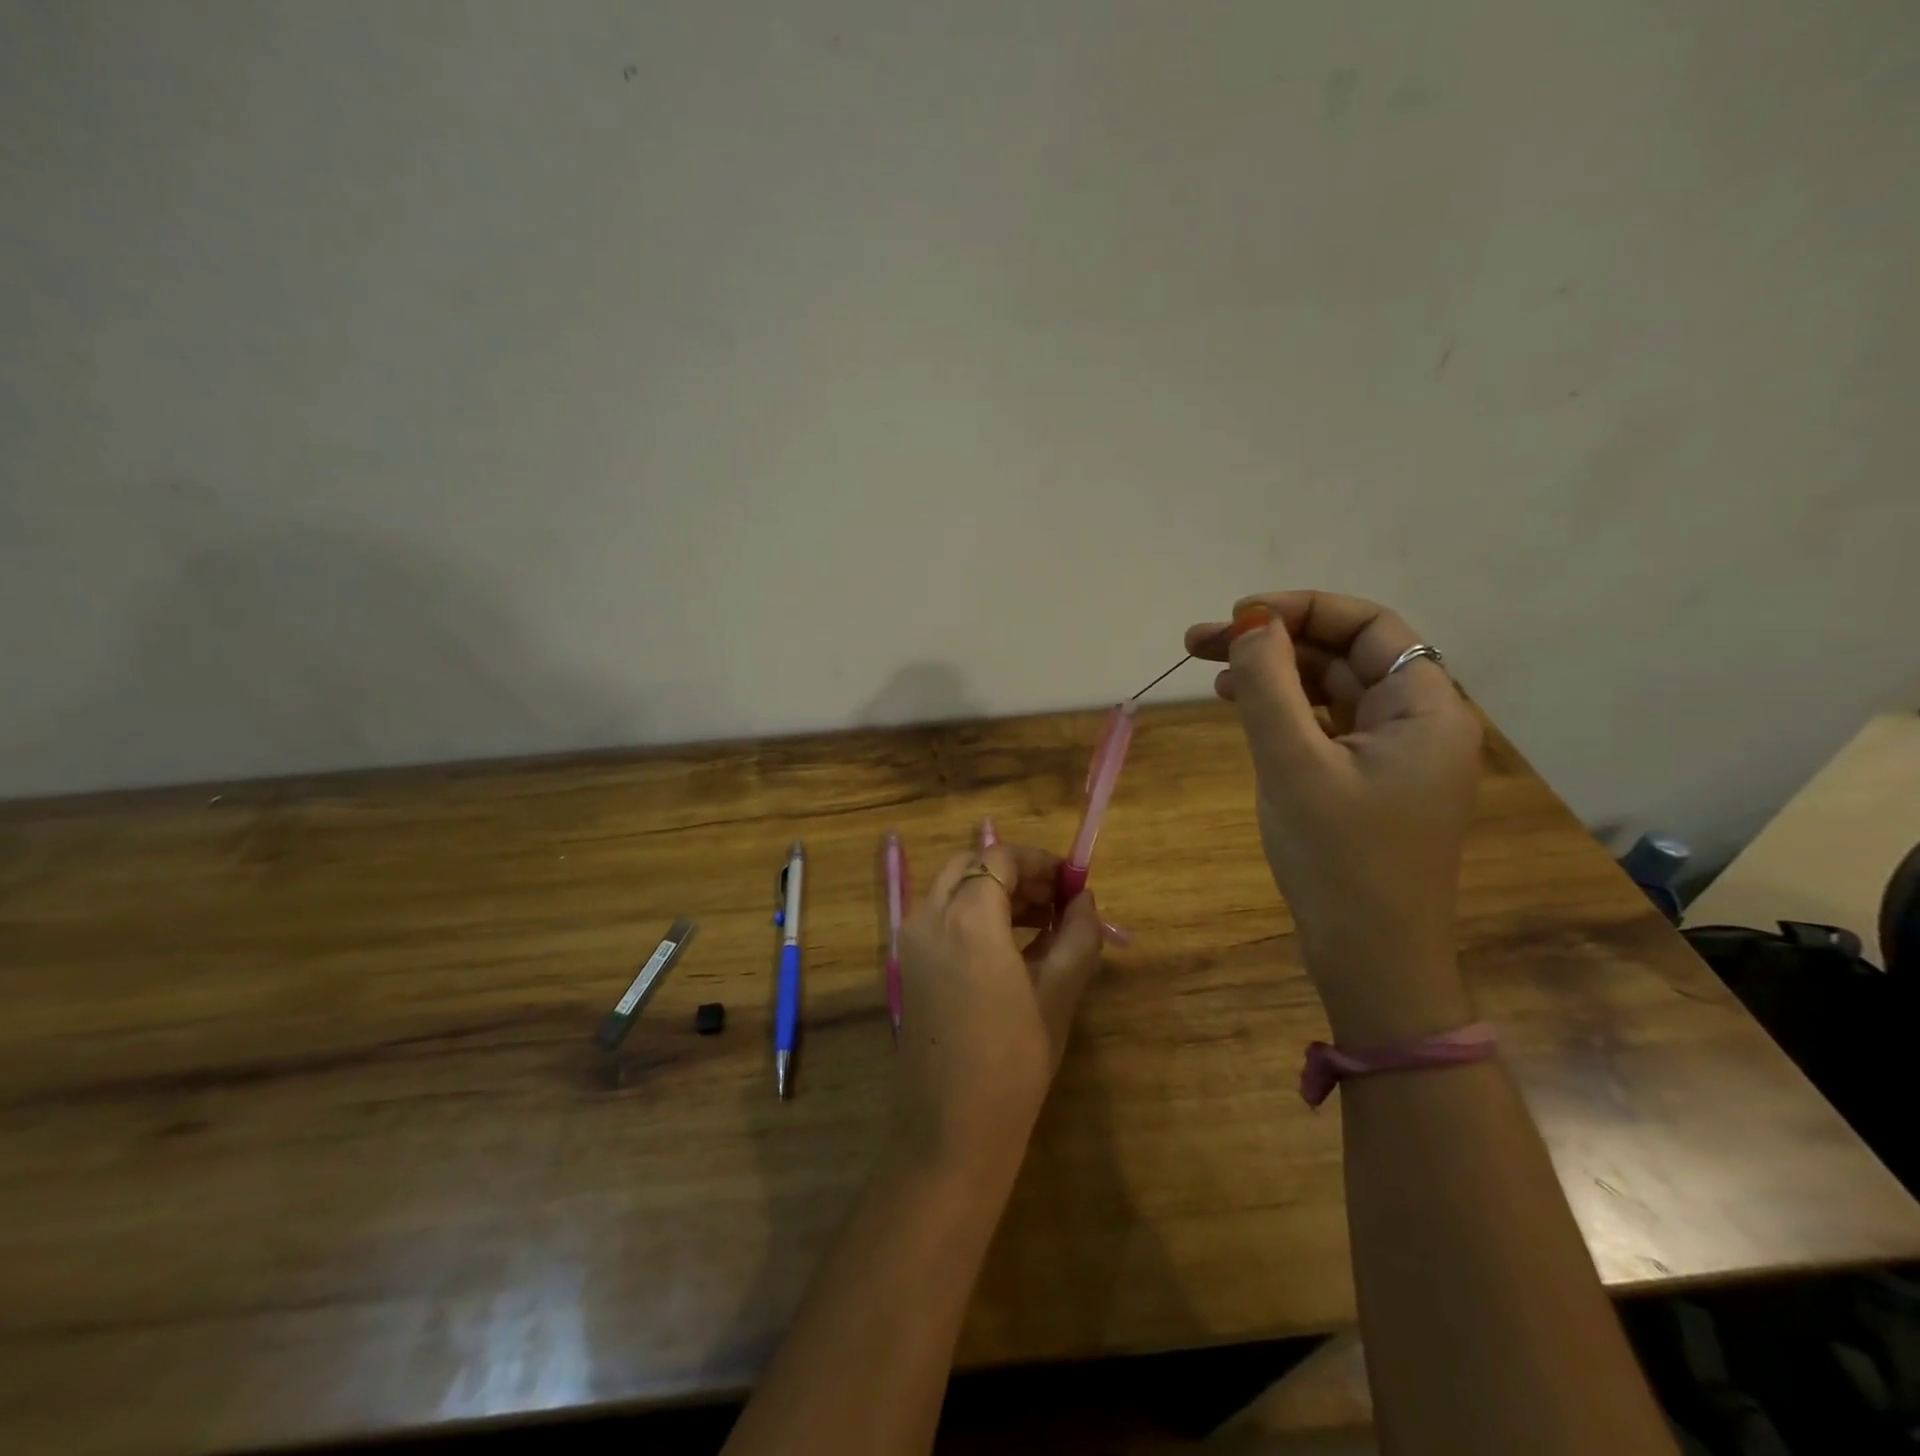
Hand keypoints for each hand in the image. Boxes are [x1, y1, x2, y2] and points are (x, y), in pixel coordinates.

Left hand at [889, 842, 1103, 1179]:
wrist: (950, 1132)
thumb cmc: (1013, 1063)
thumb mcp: (1057, 995)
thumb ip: (1076, 936)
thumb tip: (1084, 899)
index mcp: (967, 918)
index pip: (1000, 857)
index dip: (1040, 861)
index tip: (1073, 881)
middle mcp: (929, 918)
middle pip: (971, 865)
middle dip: (1015, 873)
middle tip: (1056, 900)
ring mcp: (911, 942)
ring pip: (953, 890)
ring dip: (994, 892)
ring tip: (1042, 923)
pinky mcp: (908, 966)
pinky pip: (941, 918)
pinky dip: (973, 914)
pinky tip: (1011, 947)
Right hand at [1185, 592, 1482, 1042]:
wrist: (1371, 960)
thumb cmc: (1339, 860)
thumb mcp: (1293, 765)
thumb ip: (1269, 686)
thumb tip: (1252, 624)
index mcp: (1425, 709)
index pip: (1369, 627)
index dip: (1302, 609)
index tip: (1238, 617)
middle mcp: (1418, 723)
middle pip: (1345, 655)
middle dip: (1275, 641)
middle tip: (1200, 644)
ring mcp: (1394, 756)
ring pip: (1331, 690)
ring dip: (1274, 675)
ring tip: (1211, 673)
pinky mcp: (1369, 784)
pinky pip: (1327, 727)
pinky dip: (1285, 712)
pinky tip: (1244, 710)